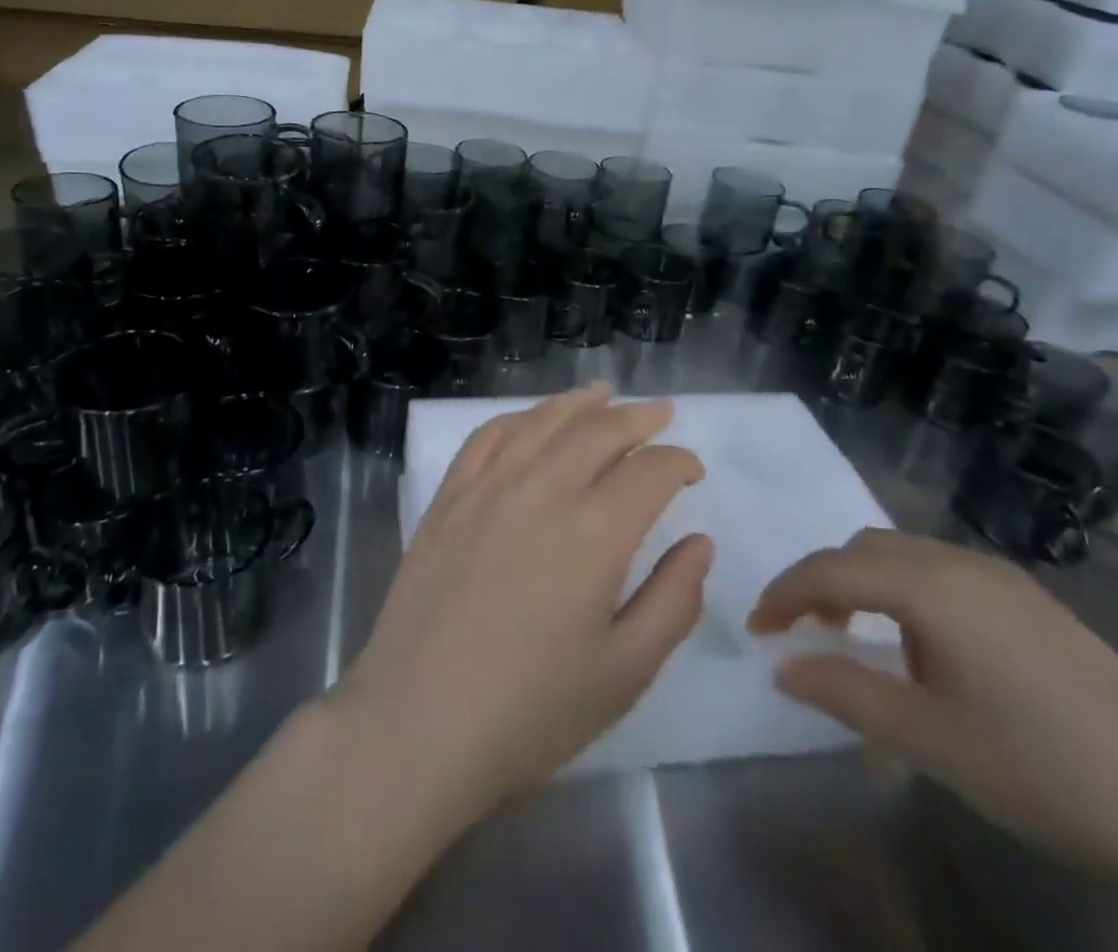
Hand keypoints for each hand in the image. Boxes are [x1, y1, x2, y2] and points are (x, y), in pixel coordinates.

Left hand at [332, 385, 712, 822]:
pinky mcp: (448, 496)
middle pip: (599, 431)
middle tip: (661, 412)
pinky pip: (487, 436)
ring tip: (603, 394)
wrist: (418, 724)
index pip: (650, 471)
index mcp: (595, 531)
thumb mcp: (625, 671)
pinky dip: (519, 418)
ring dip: (579, 403)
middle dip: (638, 417)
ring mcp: (488, 486)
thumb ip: (673, 600)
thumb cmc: (531, 710)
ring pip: (543, 421)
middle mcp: (543, 488)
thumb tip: (699, 543)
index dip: (679, 462)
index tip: (691, 471)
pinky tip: (531, 420)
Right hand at [750, 530, 1117, 951]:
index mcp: (930, 585)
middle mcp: (961, 561)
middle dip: (821, 580)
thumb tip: (782, 667)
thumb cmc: (1041, 770)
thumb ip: (844, 692)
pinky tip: (922, 644)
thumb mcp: (928, 739)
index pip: (831, 568)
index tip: (757, 626)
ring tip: (853, 633)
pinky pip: (942, 571)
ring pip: (904, 554)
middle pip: (865, 548)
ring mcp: (1003, 577)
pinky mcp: (1033, 601)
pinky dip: (905, 589)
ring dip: (864, 581)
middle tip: (802, 630)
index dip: (785, 593)